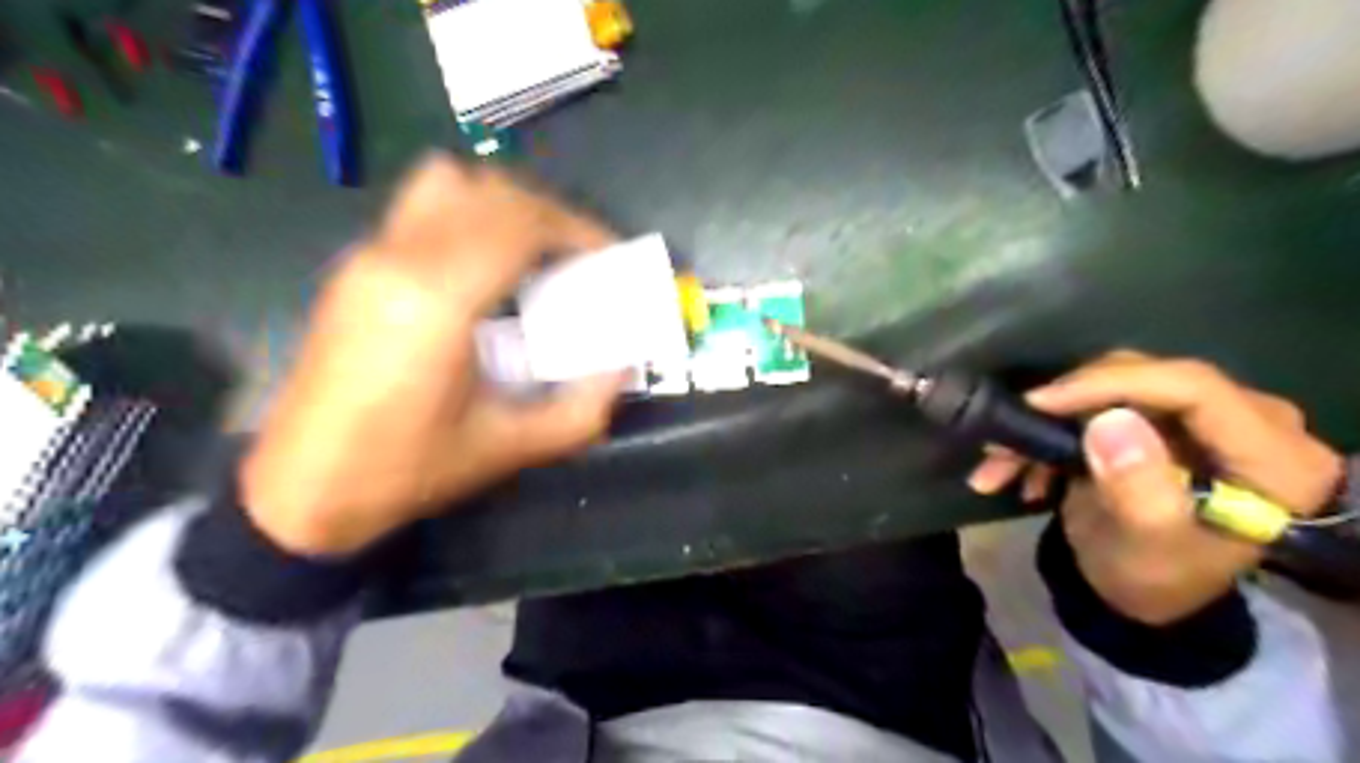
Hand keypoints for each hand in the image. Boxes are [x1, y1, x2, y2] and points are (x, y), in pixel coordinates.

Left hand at [239, 157, 631, 557]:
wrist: (302, 491)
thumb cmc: (408, 472)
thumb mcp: (512, 449)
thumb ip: (585, 407)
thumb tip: (626, 363)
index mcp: (437, 302)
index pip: (520, 222)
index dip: (577, 228)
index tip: (610, 257)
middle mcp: (398, 259)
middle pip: (489, 190)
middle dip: (550, 214)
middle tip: (581, 257)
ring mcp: (369, 255)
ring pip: (449, 182)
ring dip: (505, 205)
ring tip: (536, 253)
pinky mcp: (355, 265)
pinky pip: (425, 207)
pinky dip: (473, 216)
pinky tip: (489, 271)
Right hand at [967, 350, 1334, 621]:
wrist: (1142, 594)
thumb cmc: (1155, 578)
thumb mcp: (1149, 546)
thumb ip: (1139, 488)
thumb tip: (1111, 421)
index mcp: (1271, 457)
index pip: (1193, 388)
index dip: (1111, 385)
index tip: (1040, 404)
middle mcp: (1246, 423)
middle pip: (1145, 379)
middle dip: (1065, 405)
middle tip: (1008, 434)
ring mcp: (1198, 418)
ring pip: (1109, 388)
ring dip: (1045, 423)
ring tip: (997, 462)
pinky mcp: (1157, 419)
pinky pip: (1095, 404)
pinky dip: (1049, 433)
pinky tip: (1019, 469)